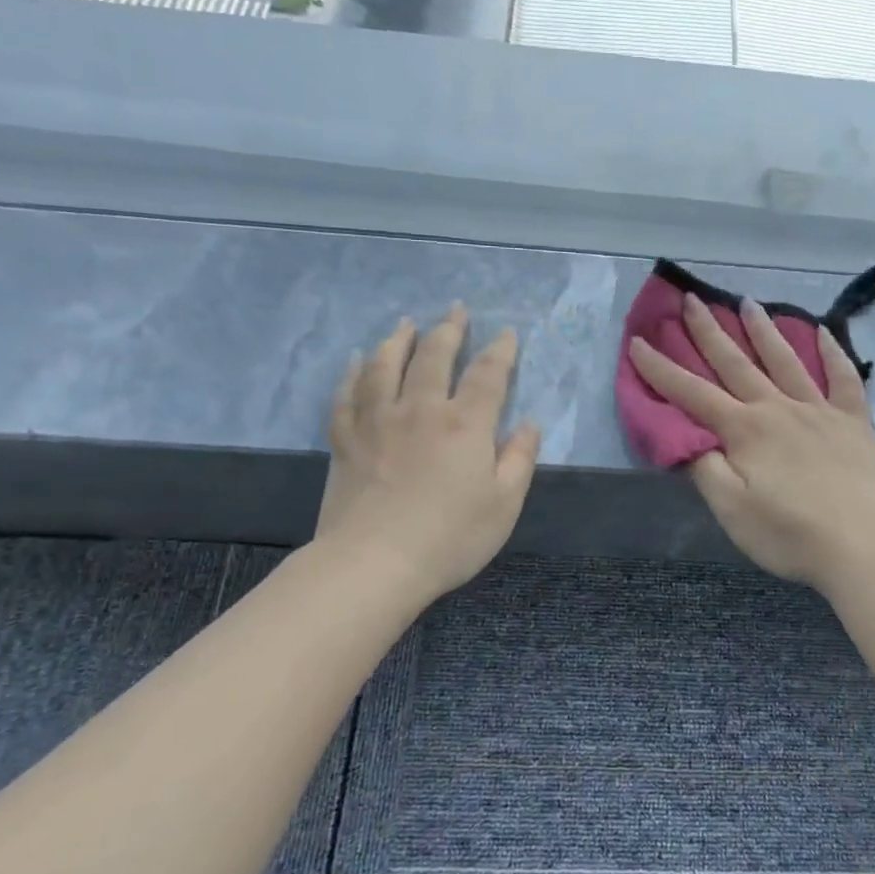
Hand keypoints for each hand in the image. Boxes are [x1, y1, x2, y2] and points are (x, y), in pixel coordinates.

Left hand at [316, 305, 540, 600]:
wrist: (373, 563)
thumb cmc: (449, 538)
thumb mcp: (504, 504)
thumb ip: (519, 459)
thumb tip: (528, 424)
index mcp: (465, 424)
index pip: (488, 374)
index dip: (500, 350)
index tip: (506, 333)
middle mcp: (420, 409)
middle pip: (434, 356)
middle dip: (449, 330)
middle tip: (455, 310)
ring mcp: (377, 421)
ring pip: (385, 365)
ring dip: (398, 340)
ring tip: (405, 323)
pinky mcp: (346, 439)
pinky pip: (347, 394)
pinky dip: (353, 372)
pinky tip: (357, 361)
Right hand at [628, 293, 874, 591]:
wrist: (862, 546)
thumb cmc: (789, 534)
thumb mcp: (730, 509)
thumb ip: (705, 468)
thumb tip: (687, 437)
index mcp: (744, 429)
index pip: (692, 393)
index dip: (661, 369)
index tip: (638, 341)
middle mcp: (778, 408)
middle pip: (736, 363)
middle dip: (709, 332)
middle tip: (693, 300)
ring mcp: (819, 410)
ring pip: (786, 360)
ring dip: (764, 330)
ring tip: (747, 302)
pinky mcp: (854, 422)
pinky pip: (844, 379)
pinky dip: (833, 354)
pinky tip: (823, 333)